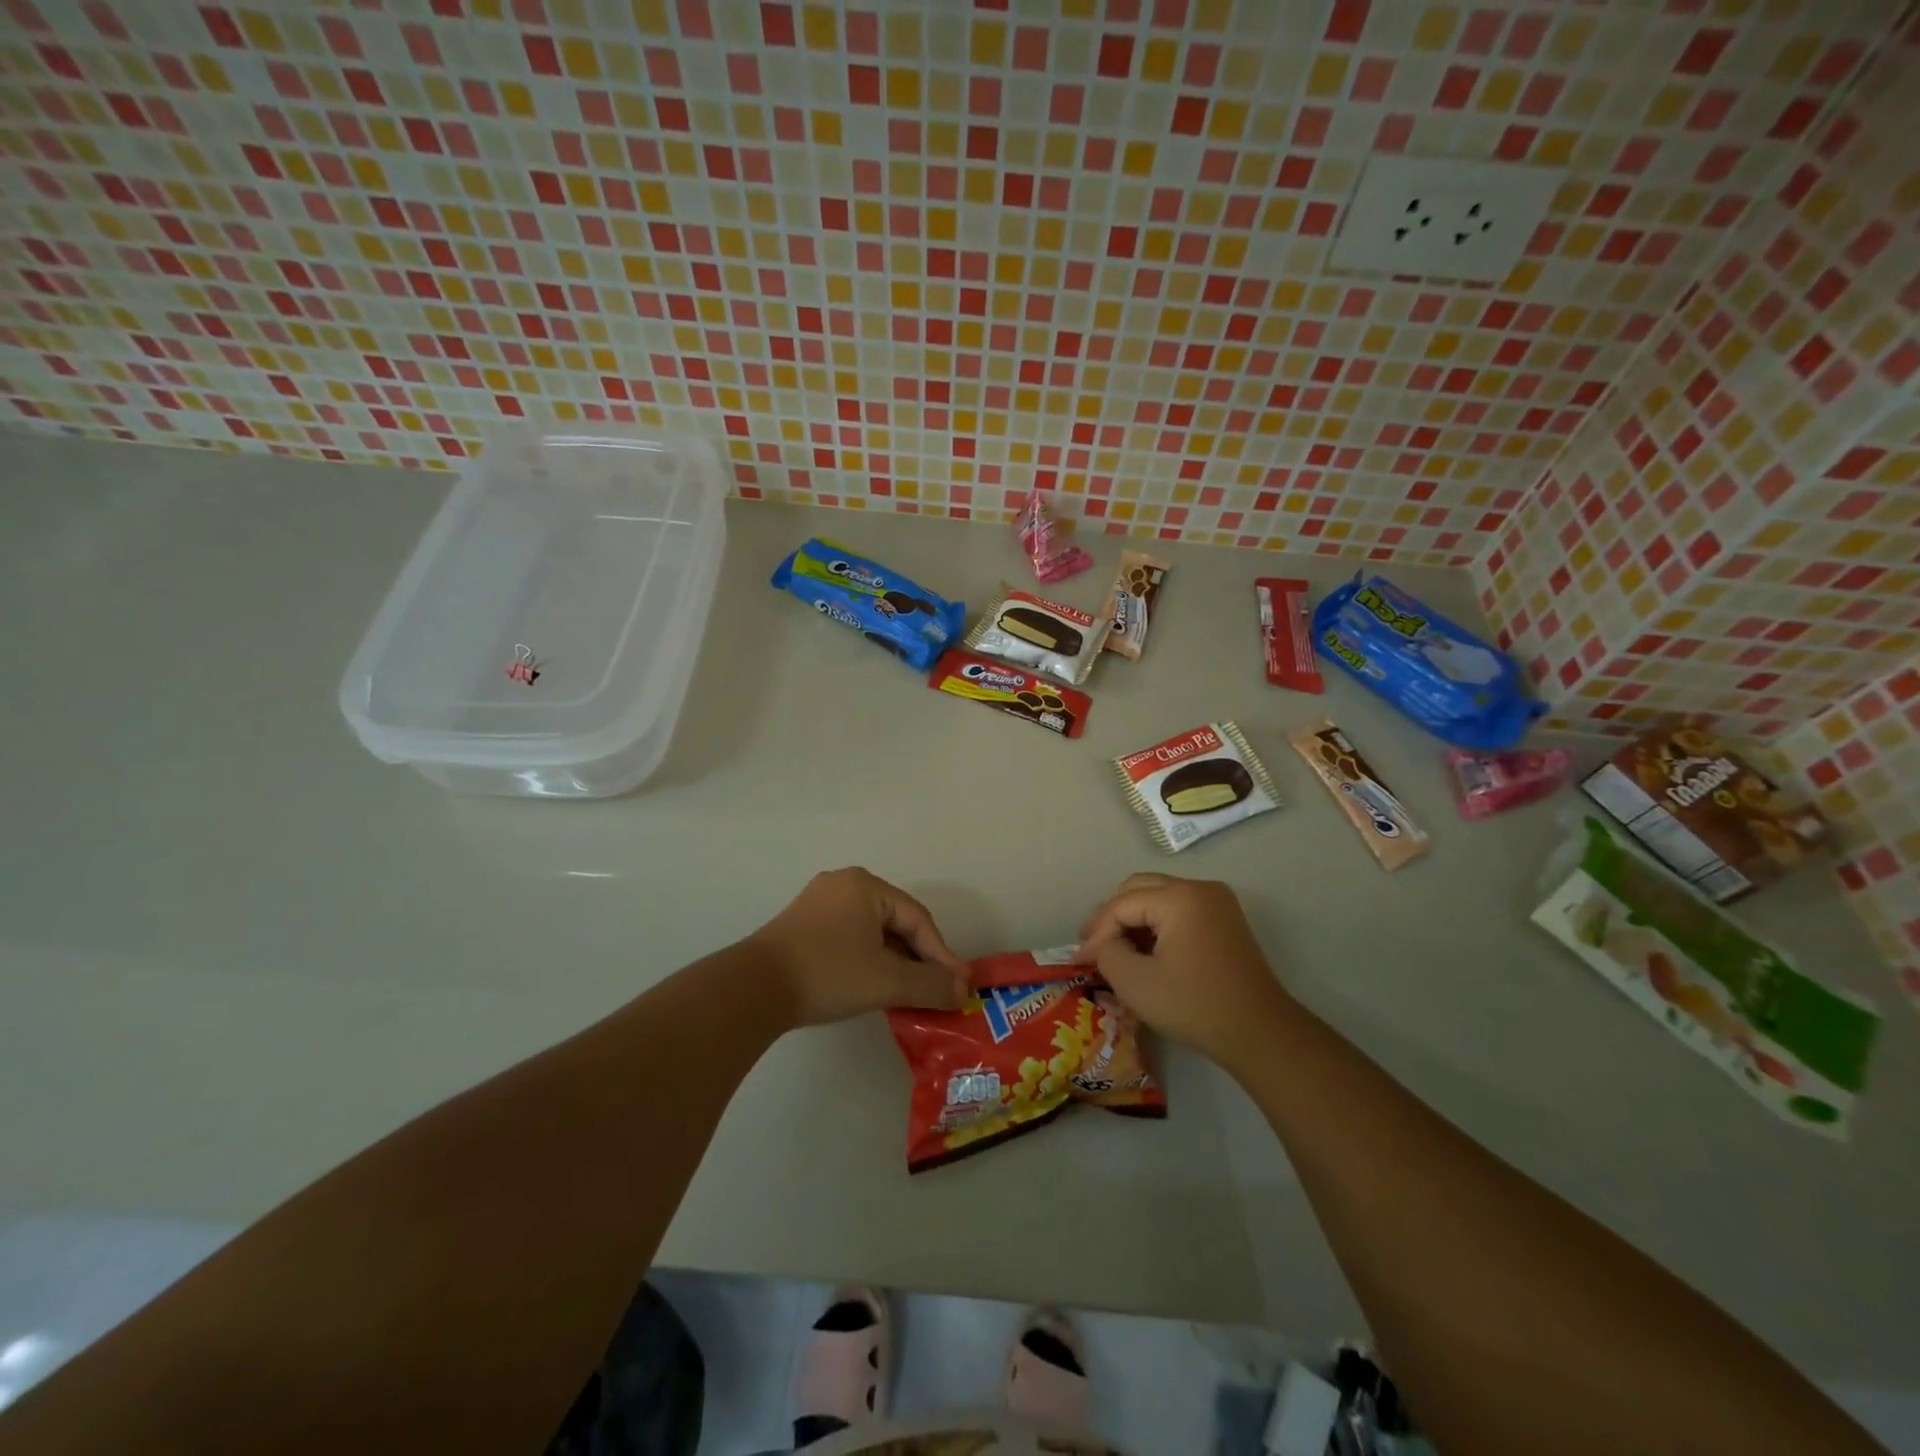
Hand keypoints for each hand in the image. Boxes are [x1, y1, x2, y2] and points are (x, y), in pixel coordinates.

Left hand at [746, 868, 969, 1026]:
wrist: (752, 989)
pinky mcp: (802, 926)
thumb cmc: (828, 973)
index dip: (942, 954)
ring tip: (910, 992)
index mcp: (865, 885)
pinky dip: (869, 960)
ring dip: (895, 961)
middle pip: (895, 922)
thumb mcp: (886, 981)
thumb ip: (930, 984)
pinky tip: (874, 985)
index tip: (960, 985)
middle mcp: (843, 885)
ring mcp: (818, 903)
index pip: (918, 919)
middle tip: (938, 989)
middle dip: (919, 958)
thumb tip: (963, 992)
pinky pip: (849, 938)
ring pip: (872, 932)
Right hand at [1076, 874, 1294, 1068]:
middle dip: (1112, 917)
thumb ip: (1107, 952)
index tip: (1079, 960)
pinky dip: (1156, 925)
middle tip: (1092, 946)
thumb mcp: (1136, 983)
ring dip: (1133, 919)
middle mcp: (1199, 888)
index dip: (1097, 932)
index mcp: (1179, 897)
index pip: (1122, 904)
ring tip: (1113, 949)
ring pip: (1158, 896)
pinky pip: (1178, 909)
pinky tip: (1143, 950)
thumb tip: (1102, 943)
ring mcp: (1216, 901)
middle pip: (1139, 888)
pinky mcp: (1224, 919)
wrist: (1260, 1033)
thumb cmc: (1195, 1006)